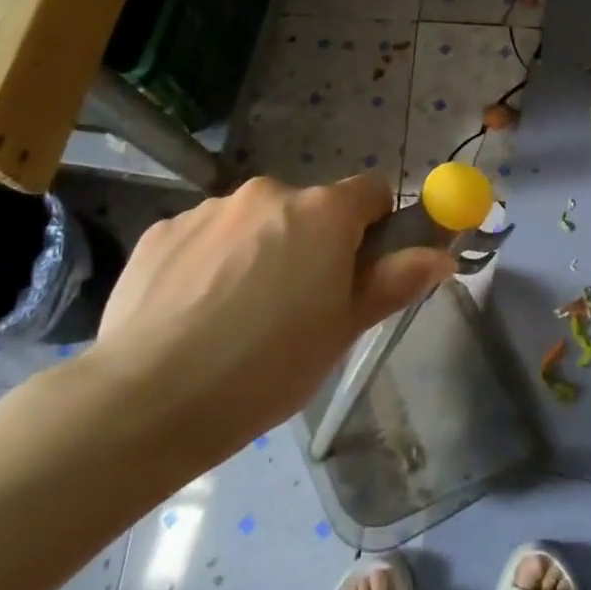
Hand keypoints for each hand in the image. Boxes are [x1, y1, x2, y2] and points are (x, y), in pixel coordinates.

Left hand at [84, 175, 455, 452]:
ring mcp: (209, 208)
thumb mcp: (344, 329)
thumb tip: (442, 255)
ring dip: (260, 250)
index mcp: (321, 212)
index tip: (362, 268)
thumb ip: (397, 281)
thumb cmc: (268, 366)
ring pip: (255, 221)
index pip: (372, 190)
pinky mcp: (162, 230)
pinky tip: (194, 313)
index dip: (376, 226)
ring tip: (237, 316)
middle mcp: (267, 192)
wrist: (148, 398)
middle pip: (309, 207)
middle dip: (313, 243)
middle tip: (299, 305)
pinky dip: (211, 262)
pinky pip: (206, 236)